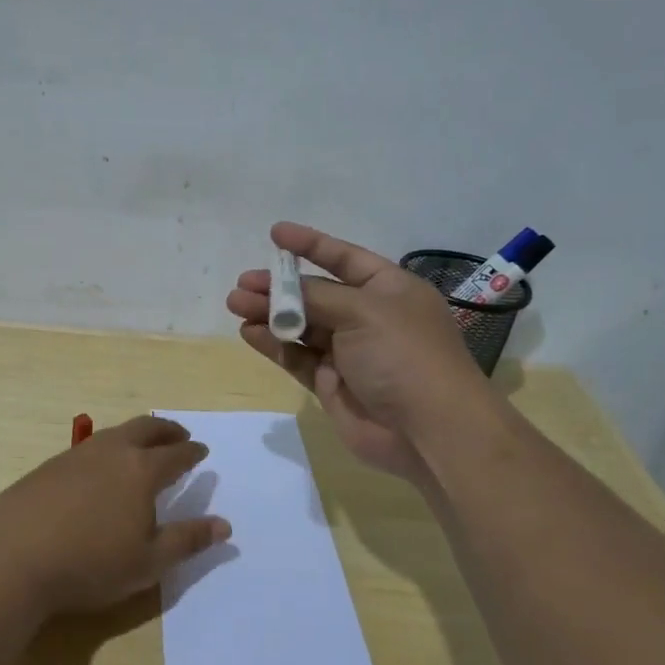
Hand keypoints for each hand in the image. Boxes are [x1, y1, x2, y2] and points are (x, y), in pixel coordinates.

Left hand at [0, 415, 231, 614]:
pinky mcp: (47, 466)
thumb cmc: (90, 564)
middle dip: (166, 430)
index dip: (192, 452)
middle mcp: (110, 452)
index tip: (201, 450)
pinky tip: (98, 468)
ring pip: (113, 433)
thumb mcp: (148, 563)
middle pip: (145, 430)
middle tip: (179, 434)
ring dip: (134, 435)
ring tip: (141, 446)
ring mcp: (75, 456)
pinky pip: (88, 447)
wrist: (13, 558)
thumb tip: (224, 524)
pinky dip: (106, 448)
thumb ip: (187, 540)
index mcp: (141, 471)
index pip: (175, 454)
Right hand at [227, 222, 494, 478]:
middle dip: (279, 287)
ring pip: (302, 326)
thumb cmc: (403, 355)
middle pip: (316, 294)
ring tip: (236, 305)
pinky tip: (249, 333)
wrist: (428, 430)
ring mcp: (349, 352)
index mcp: (389, 289)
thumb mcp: (363, 311)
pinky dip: (274, 344)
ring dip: (270, 314)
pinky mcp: (332, 383)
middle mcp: (369, 317)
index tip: (275, 234)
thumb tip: (281, 293)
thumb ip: (316, 297)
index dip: (311, 245)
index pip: (345, 258)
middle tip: (243, 284)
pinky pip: (297, 357)